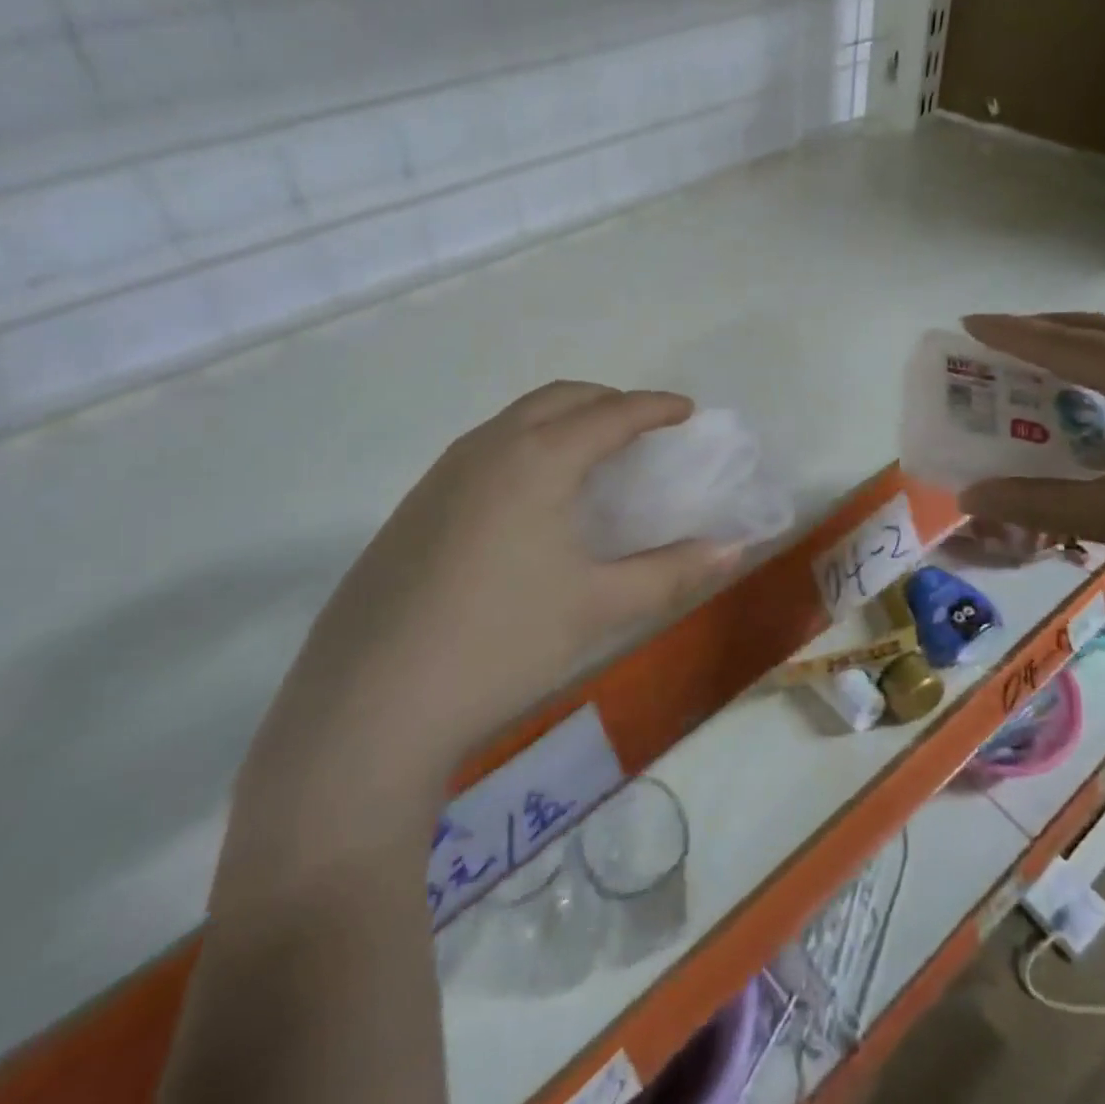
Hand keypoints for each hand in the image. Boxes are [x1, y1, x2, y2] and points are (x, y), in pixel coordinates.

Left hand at [217, 382, 732, 903]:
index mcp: (536, 459)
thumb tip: (734, 549)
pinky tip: (531, 501)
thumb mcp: (599, 608)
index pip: (610, 413)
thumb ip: (673, 572)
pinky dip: (525, 448)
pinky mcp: (413, 507)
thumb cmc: (501, 644)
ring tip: (593, 458)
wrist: (369, 705)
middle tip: (644, 429)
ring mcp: (441, 475)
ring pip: (515, 420)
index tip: (686, 411)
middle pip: (558, 399)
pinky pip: (484, 451)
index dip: (655, 407)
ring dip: (561, 421)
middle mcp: (486, 448)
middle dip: (608, 402)